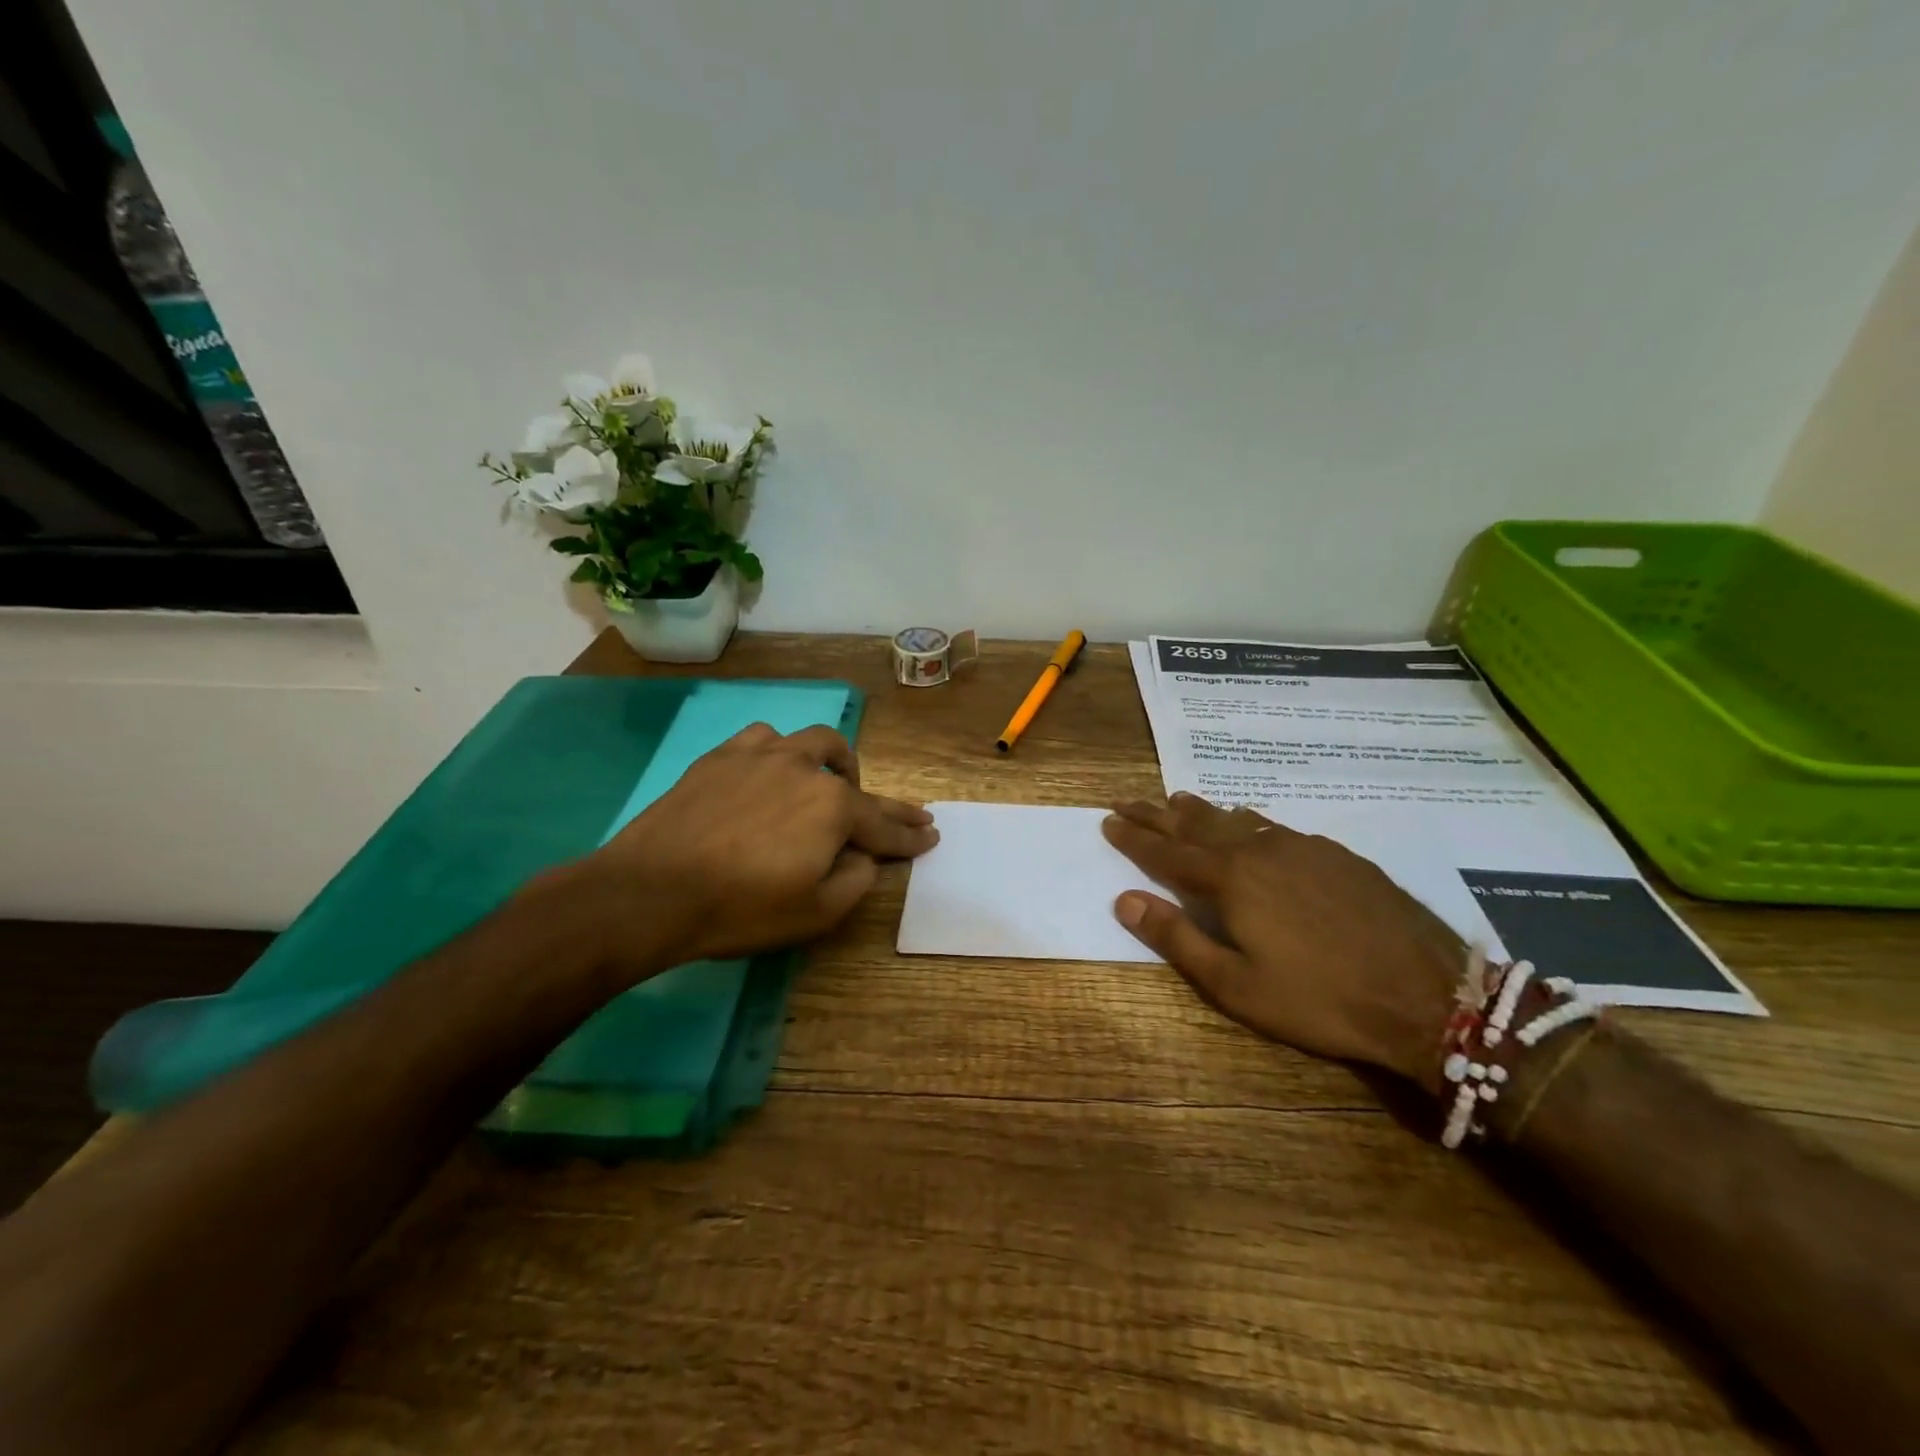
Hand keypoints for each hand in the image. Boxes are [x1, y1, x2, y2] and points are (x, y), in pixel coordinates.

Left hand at [567, 723, 937, 984]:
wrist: (650, 892)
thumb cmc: (740, 909)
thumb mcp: (815, 913)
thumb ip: (855, 880)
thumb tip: (865, 857)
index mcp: (833, 808)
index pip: (884, 825)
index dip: (910, 835)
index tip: (931, 835)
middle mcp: (805, 770)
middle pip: (857, 781)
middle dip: (886, 802)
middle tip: (904, 815)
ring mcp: (761, 756)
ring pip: (813, 743)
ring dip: (833, 764)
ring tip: (833, 784)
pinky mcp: (722, 757)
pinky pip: (764, 740)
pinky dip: (780, 754)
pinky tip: (772, 769)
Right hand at [1102, 794, 1460, 1089]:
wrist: (1427, 996)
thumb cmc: (1319, 999)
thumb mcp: (1235, 985)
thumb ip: (1176, 938)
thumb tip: (1124, 900)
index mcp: (1230, 880)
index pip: (1166, 851)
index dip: (1134, 837)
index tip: (1108, 820)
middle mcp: (1260, 850)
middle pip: (1196, 824)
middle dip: (1158, 813)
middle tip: (1130, 800)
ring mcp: (1302, 847)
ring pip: (1237, 818)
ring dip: (1201, 811)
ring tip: (1178, 800)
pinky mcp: (1336, 854)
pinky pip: (1275, 826)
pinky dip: (1246, 820)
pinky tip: (1248, 822)